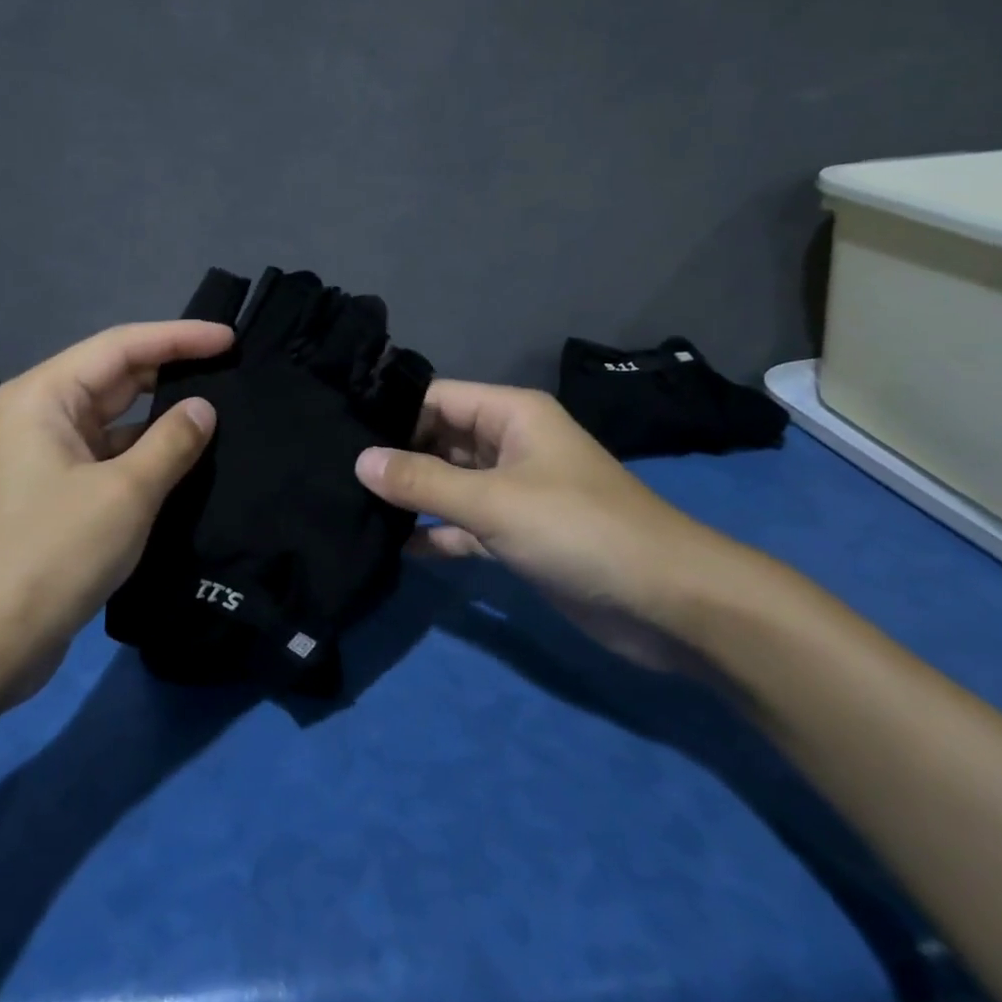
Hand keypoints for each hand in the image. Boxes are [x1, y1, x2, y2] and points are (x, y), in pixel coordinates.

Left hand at [0, 320, 230, 705]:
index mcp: (45, 396)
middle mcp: (42, 414)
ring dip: (162, 415)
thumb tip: (204, 408)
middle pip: (117, 376)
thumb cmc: (52, 554)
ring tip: (221, 409)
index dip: (179, 337)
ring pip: (116, 418)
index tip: (230, 339)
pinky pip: (110, 454)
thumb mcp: (125, 494)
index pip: (122, 346)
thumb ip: (172, 443)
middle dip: (173, 370)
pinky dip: (147, 452)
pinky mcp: (57, 491)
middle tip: (233, 369)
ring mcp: (47, 454)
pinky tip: (187, 458)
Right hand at [354, 381, 742, 668]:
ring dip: (411, 496)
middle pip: (439, 439)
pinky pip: (463, 525)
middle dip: (394, 456)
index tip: (336, 429)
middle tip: (333, 471)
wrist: (668, 603)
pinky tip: (394, 547)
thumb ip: (423, 481)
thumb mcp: (493, 501)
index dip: (389, 412)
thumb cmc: (579, 530)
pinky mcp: (517, 535)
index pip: (435, 398)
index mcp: (511, 415)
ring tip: (349, 505)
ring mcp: (513, 491)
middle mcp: (509, 444)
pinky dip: (436, 534)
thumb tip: (358, 460)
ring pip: (449, 484)